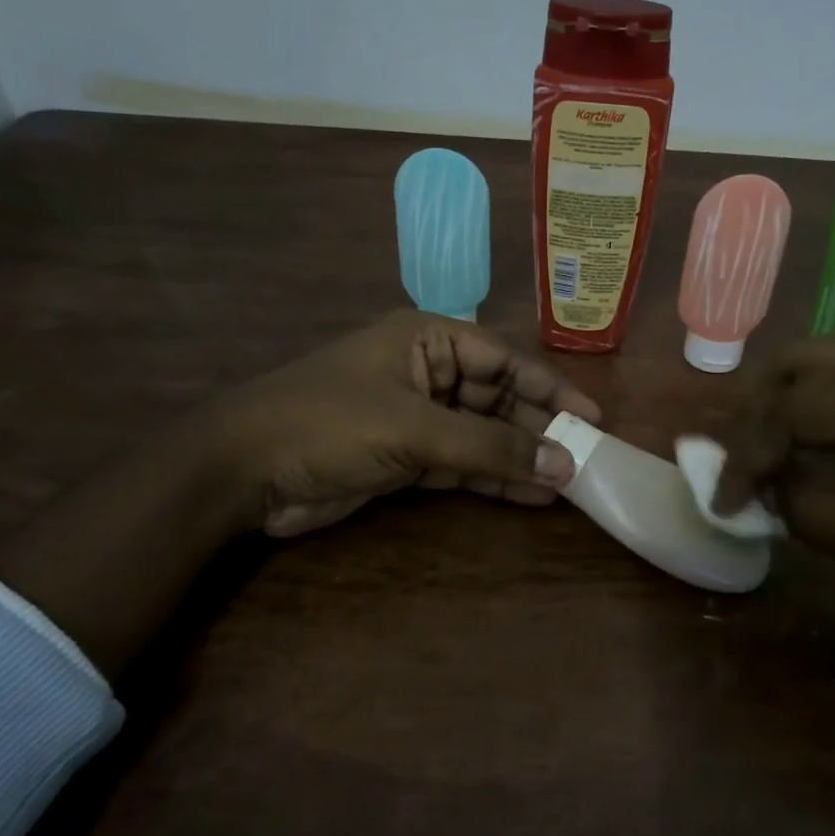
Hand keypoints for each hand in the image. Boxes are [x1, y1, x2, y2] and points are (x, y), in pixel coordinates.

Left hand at [214, 311, 601, 536]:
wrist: (242, 471)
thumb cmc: (329, 424)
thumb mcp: (414, 429)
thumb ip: (490, 446)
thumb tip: (563, 464)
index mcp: (427, 339)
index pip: (505, 358)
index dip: (551, 387)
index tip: (592, 418)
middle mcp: (425, 371)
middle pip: (497, 397)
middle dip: (538, 428)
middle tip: (584, 460)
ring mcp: (415, 416)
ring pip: (482, 433)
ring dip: (519, 457)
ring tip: (567, 484)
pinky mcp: (404, 456)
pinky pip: (460, 464)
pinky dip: (491, 478)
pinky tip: (529, 496)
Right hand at [713, 336, 834, 622]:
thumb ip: (821, 517)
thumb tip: (766, 494)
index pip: (794, 408)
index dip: (748, 458)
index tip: (725, 506)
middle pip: (798, 363)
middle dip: (755, 417)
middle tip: (742, 473)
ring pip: (825, 364)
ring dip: (784, 409)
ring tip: (769, 463)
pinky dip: (822, 410)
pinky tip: (820, 449)